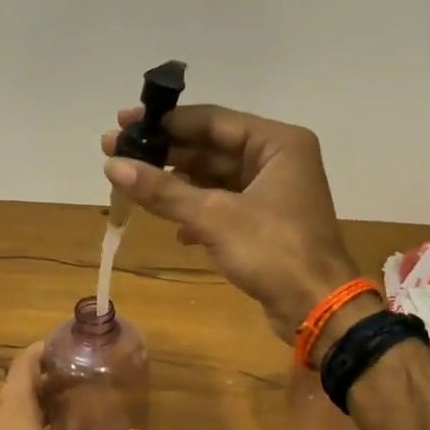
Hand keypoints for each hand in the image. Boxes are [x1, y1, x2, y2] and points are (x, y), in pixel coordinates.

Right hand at [102, 104, 359, 342]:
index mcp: (277, 143)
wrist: (316, 308)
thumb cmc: (273, 251)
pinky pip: (221, 205)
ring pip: (213, 178)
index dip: (164, 122)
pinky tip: (173, 229)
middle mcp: (276, 159)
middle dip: (164, 154)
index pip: (211, 120)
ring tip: (130, 187)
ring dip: (175, 186)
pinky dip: (196, 213)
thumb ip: (163, 189)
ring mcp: (271, 192)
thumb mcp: (213, 217)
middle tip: (115, 152)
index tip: (123, 122)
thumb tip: (113, 166)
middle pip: (210, 147)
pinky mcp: (264, 222)